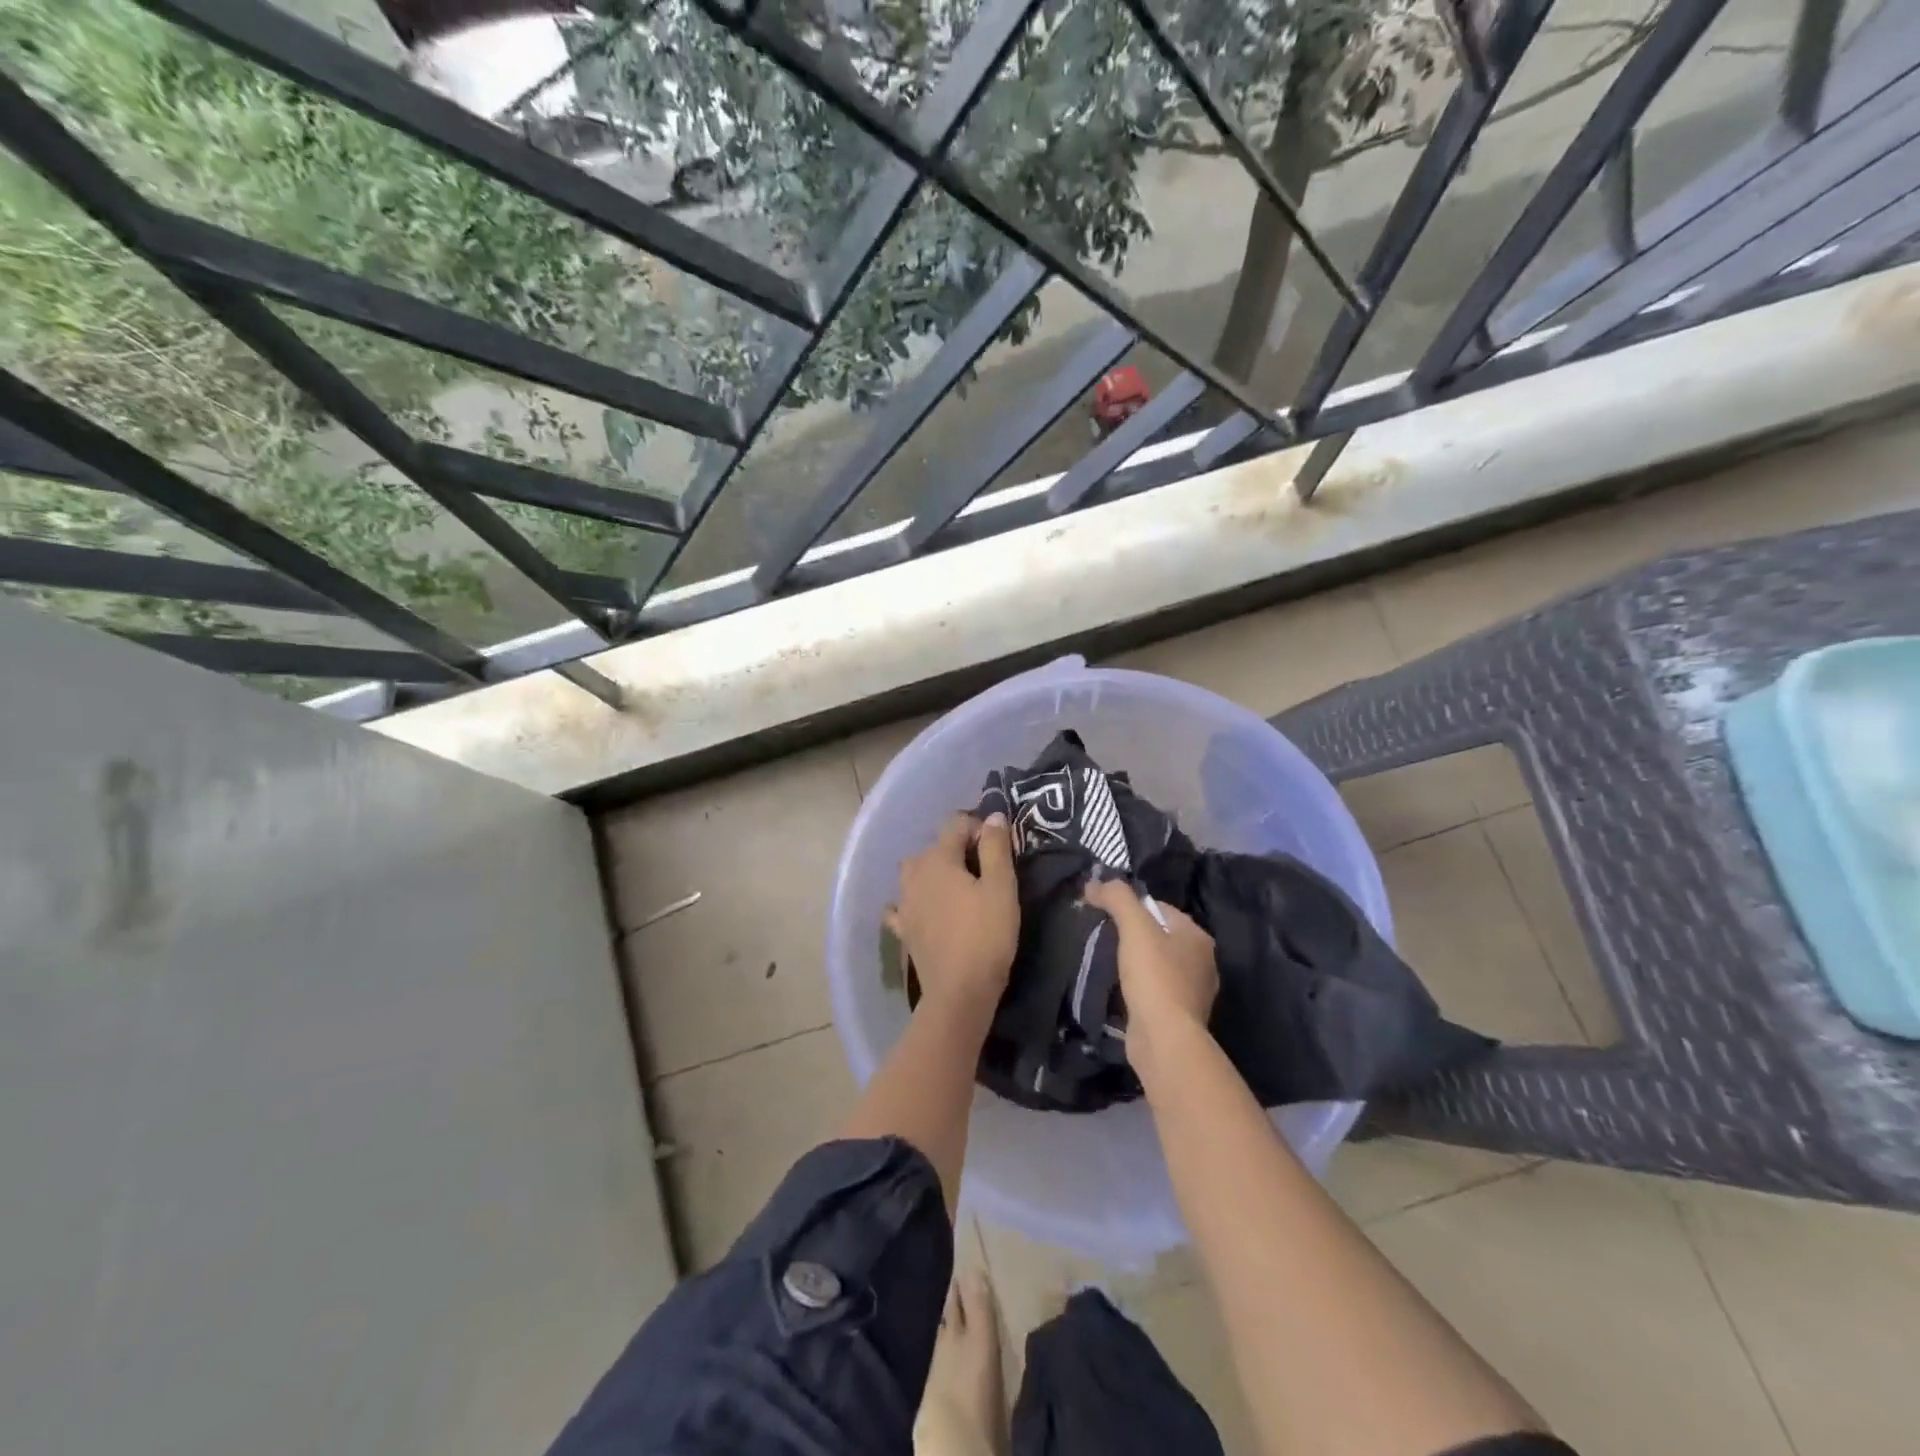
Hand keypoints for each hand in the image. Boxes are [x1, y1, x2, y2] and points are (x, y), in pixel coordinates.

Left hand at [887, 812, 1017, 1018]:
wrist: (959, 992)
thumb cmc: (986, 935)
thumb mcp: (1001, 888)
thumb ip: (996, 848)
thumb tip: (992, 817)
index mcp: (938, 858)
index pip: (956, 824)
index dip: (979, 829)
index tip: (999, 849)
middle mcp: (914, 874)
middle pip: (935, 847)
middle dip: (958, 850)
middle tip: (985, 872)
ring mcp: (904, 903)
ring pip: (916, 873)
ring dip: (935, 873)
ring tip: (959, 890)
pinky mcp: (903, 929)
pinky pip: (904, 905)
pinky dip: (914, 902)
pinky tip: (925, 911)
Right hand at [1082, 876, 1217, 1063]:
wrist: (1164, 1039)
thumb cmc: (1154, 976)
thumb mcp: (1134, 926)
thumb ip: (1116, 897)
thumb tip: (1095, 883)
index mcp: (1197, 936)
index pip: (1160, 908)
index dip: (1131, 908)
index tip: (1106, 916)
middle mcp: (1203, 962)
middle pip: (1159, 936)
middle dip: (1133, 936)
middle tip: (1104, 939)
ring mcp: (1194, 992)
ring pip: (1158, 964)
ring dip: (1136, 963)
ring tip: (1109, 965)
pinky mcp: (1180, 1016)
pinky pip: (1155, 990)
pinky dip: (1139, 988)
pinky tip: (1122, 991)